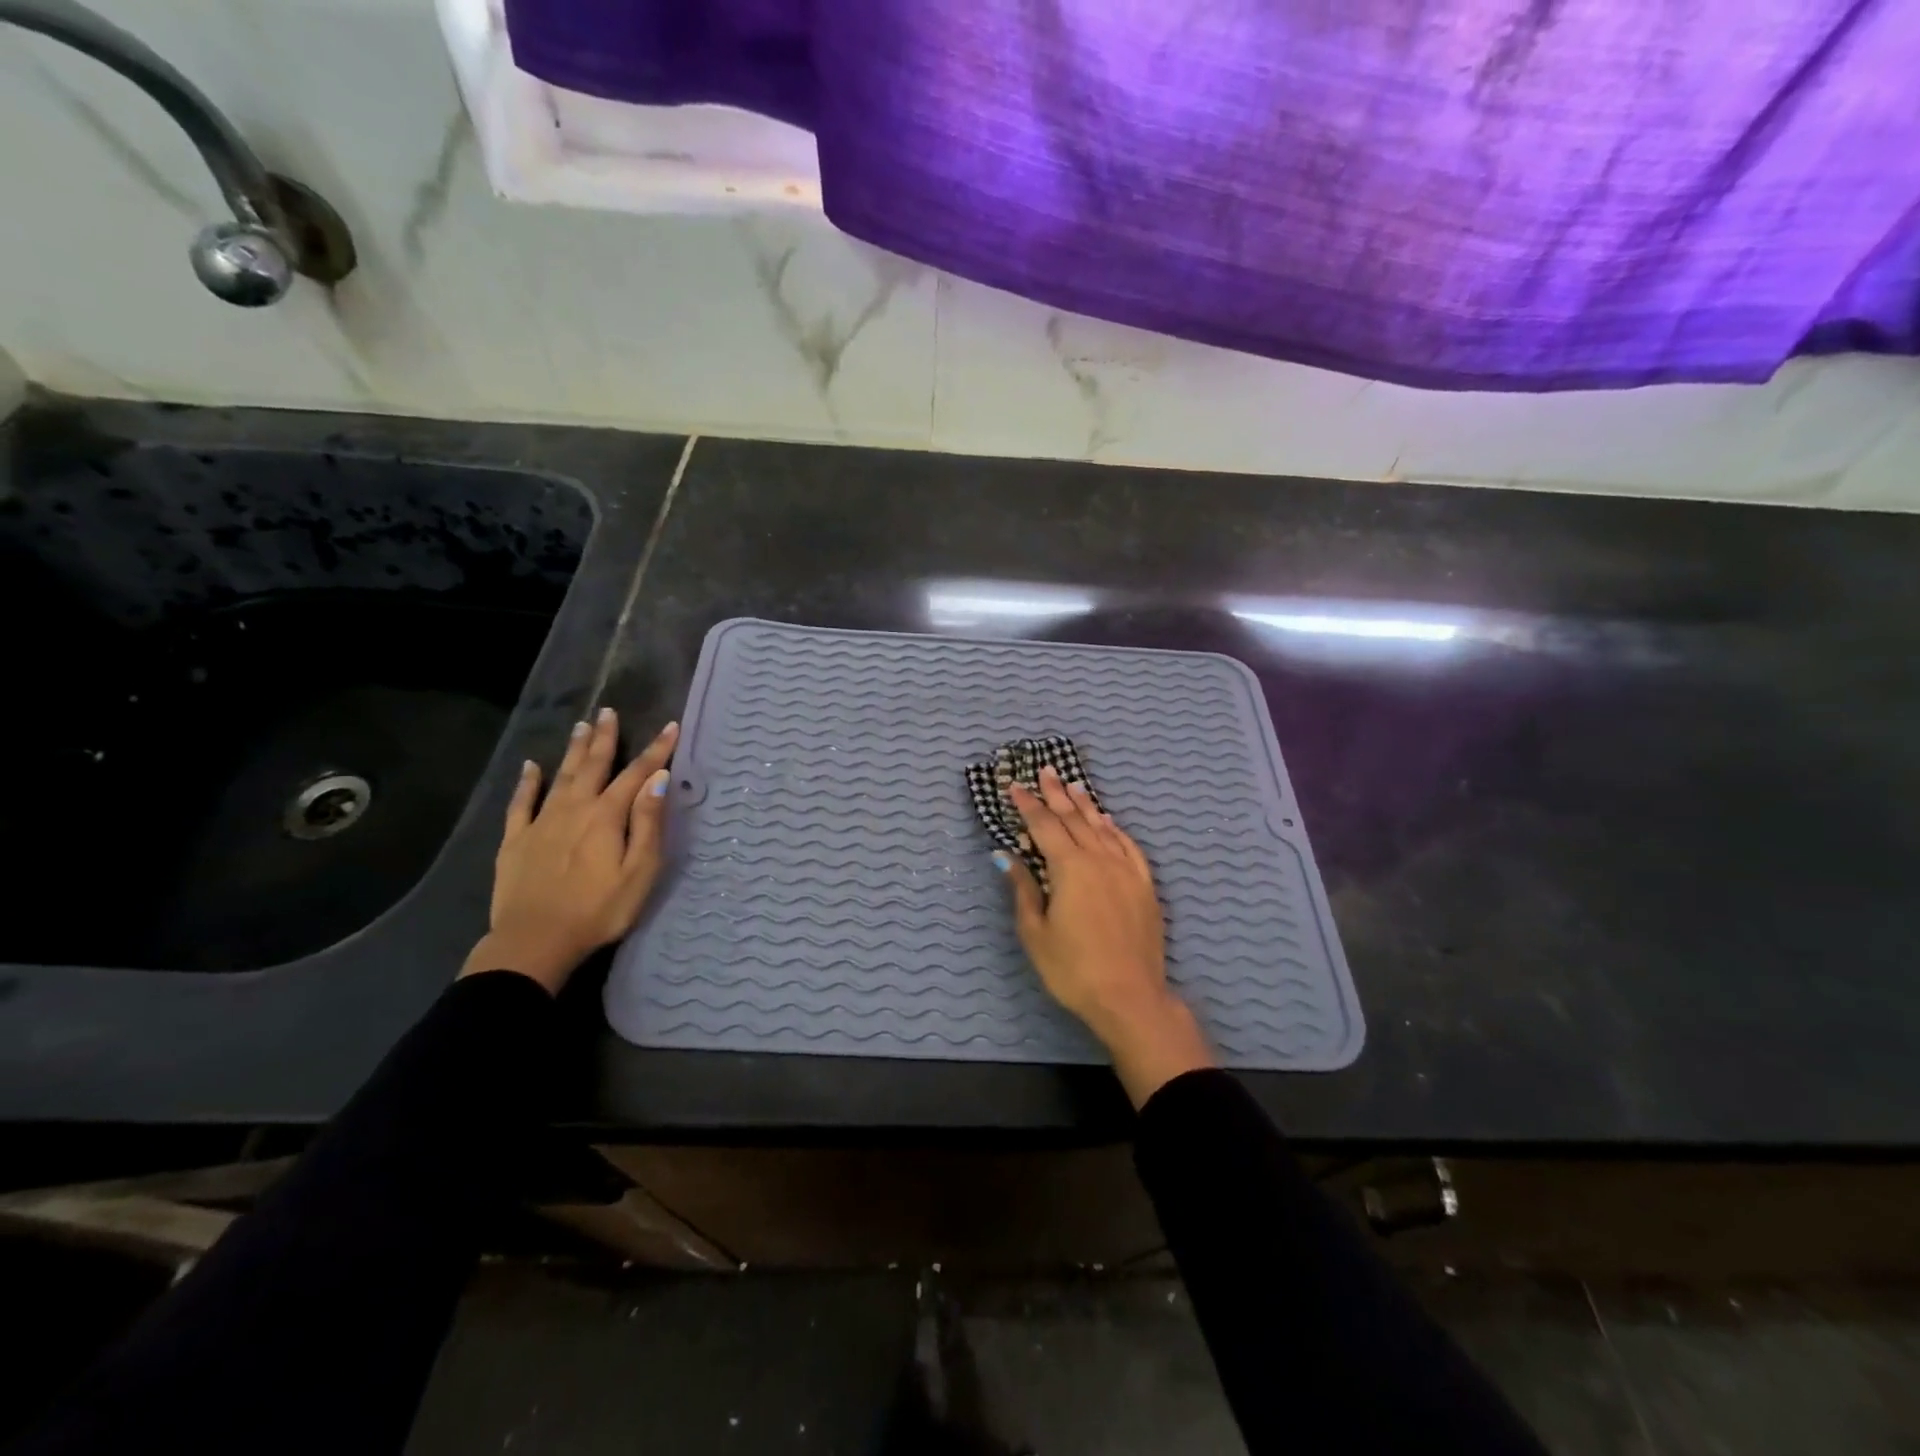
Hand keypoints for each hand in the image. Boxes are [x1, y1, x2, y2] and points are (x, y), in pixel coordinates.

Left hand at [460, 709, 679, 994]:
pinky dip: (527, 782)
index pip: (637, 774)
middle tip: (608, 711)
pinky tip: (530, 767)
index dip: (656, 750)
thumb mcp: (639, 871)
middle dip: (604, 738)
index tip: (671, 726)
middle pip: (593, 765)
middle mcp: (574, 809)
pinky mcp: (516, 841)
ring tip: (580, 725)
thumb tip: (658, 779)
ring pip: (560, 776)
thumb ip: (649, 823)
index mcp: (607, 816)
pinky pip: (521, 803)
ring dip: (572, 750)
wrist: (534, 942)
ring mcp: (541, 823)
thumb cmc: (598, 910)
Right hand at [998, 766, 1212, 1106]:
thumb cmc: (1073, 969)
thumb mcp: (1036, 932)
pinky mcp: (1144, 886)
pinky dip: (1116, 830)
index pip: (1044, 826)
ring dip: (1086, 805)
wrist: (1130, 997)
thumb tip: (1007, 857)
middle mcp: (1099, 859)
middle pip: (1074, 818)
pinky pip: (1129, 846)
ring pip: (1102, 828)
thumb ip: (1023, 889)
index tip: (1015, 787)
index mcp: (1069, 868)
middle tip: (1046, 771)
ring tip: (1075, 786)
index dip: (1028, 805)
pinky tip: (1110, 822)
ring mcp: (1126, 870)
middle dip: (1057, 794)